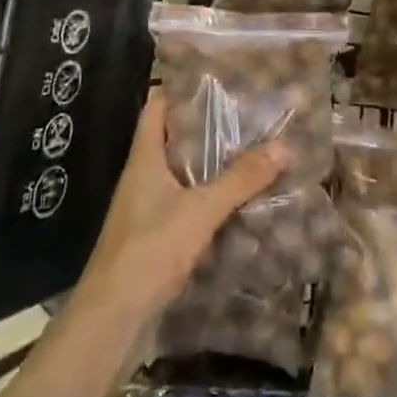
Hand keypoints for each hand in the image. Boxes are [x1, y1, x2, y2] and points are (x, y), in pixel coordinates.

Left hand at [76, 90, 289, 321]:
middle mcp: (144, 176)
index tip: (218, 76)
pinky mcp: (156, 236)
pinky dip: (211, 197)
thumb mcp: (200, 210)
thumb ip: (240, 179)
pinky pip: (187, 203)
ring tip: (254, 149)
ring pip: (184, 172)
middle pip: (175, 138)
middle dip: (209, 126)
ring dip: (213, 164)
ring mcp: (148, 207)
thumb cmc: (149, 250)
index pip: (158, 106)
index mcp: (145, 158)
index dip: (181, 87)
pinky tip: (241, 200)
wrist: (112, 319)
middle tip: (250, 112)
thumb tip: (284, 146)